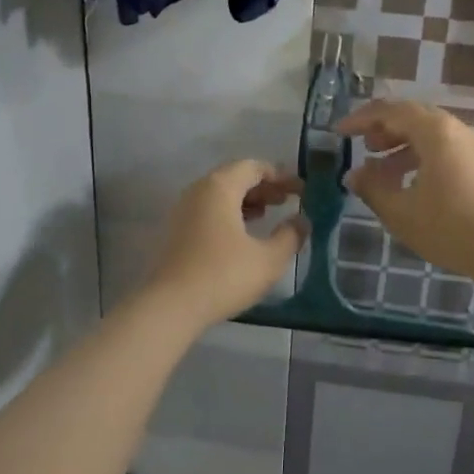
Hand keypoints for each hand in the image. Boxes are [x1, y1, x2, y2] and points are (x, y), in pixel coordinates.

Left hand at [144, 160, 306, 330]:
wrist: (171, 307)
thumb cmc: (224, 276)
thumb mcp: (268, 258)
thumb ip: (290, 235)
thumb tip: (302, 221)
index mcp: (219, 187)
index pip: (253, 167)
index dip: (281, 176)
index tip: (301, 190)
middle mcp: (198, 191)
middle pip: (235, 177)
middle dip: (264, 187)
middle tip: (287, 201)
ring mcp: (183, 211)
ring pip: (220, 195)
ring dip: (246, 200)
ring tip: (269, 214)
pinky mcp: (177, 232)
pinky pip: (209, 211)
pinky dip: (230, 213)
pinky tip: (244, 234)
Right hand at [338, 100, 473, 279]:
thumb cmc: (448, 227)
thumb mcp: (400, 211)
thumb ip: (372, 188)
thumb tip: (353, 175)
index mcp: (435, 131)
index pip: (391, 111)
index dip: (361, 119)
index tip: (339, 132)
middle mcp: (456, 129)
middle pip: (412, 116)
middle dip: (382, 129)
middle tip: (361, 145)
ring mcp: (473, 145)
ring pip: (429, 133)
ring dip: (400, 145)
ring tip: (379, 169)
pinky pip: (444, 148)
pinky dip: (420, 156)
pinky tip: (408, 182)